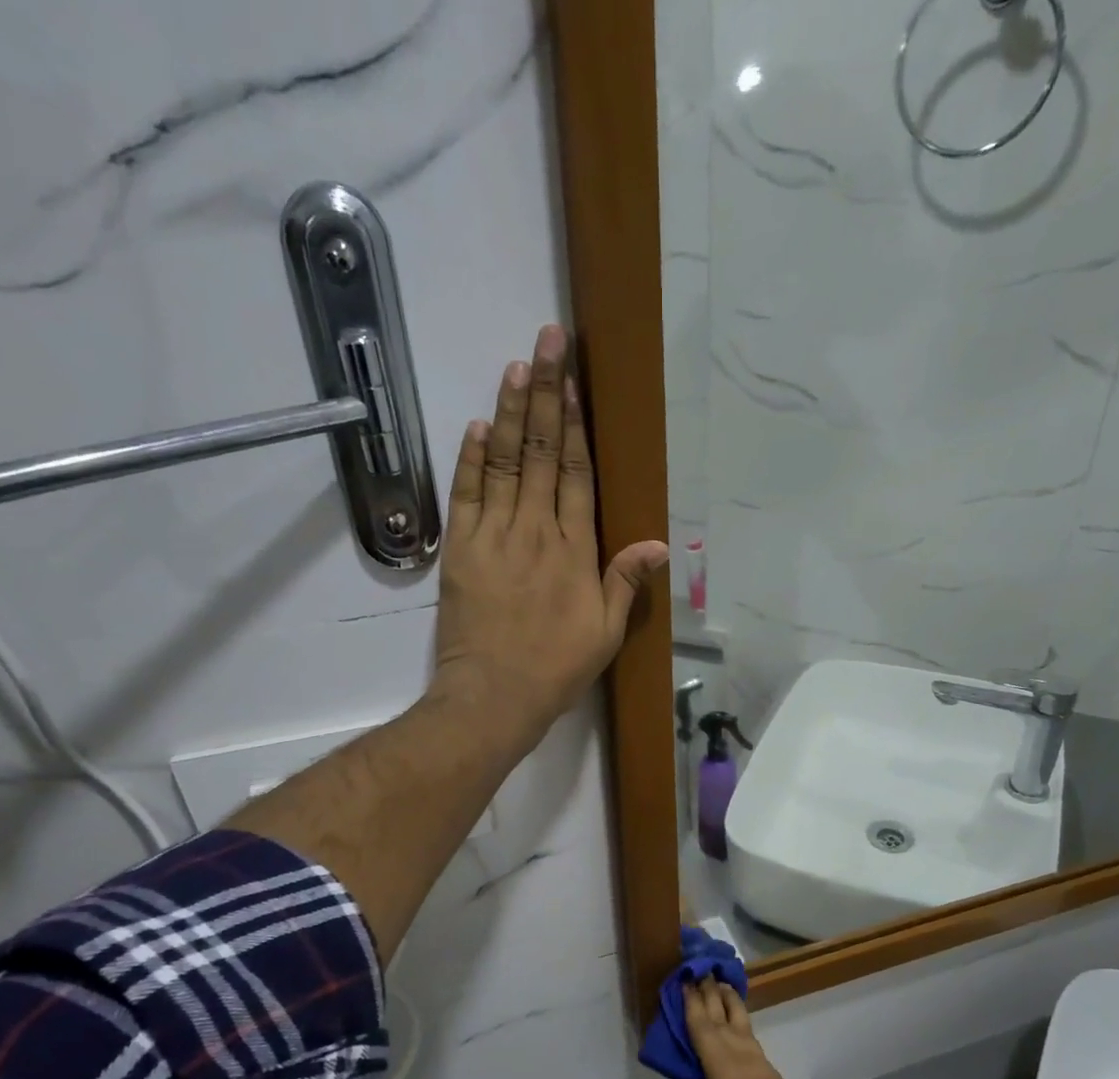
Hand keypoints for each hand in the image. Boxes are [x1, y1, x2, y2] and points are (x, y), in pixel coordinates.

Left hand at [431, 324, 667, 750]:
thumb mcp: (605, 634)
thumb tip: (657, 544)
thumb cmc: (556, 669)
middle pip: (543, 453)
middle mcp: (536, 531)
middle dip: (546, 394)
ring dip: (510, 413)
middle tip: (549, 342)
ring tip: (517, 367)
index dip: (576, 426)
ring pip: (504, 462)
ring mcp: (495, 536)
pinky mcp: (461, 550)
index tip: (574, 383)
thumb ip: (625, 584)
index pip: (576, 475)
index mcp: (575, 551)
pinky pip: (467, 494)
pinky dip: (471, 459)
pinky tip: (478, 426)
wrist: (494, 696)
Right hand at [685, 979, 831, 1078]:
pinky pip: (752, 1044)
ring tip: (721, 987)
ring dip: (730, 1005)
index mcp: (724, 1067)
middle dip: (713, 993)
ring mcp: (764, 1068)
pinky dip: (740, 1029)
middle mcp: (745, 1058)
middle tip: (703, 969)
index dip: (692, 1002)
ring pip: (743, 1026)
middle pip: (725, 1017)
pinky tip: (735, 1030)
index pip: (702, 1027)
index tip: (685, 978)